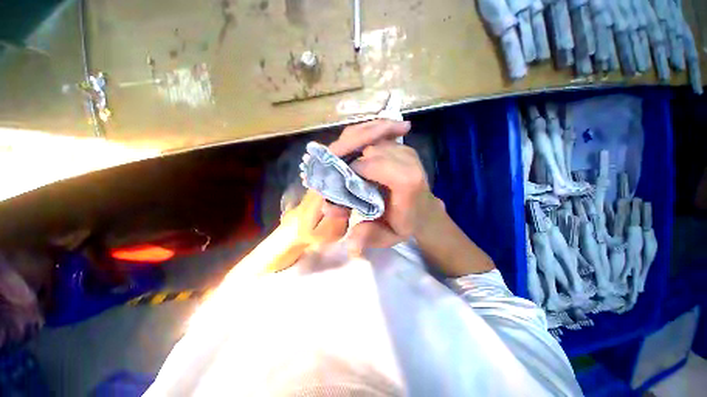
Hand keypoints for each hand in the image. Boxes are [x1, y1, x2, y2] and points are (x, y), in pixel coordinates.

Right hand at [275, 119, 411, 266]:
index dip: (351, 169)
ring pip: (369, 135)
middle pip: (367, 147)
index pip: (372, 165)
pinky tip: (349, 147)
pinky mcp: (400, 145)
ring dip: (348, 143)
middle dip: (344, 154)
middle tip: (329, 166)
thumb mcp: (389, 237)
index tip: (338, 181)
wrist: (424, 209)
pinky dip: (357, 137)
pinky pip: (374, 133)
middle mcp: (407, 159)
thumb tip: (350, 241)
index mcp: (407, 182)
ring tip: (336, 155)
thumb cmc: (406, 223)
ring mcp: (404, 148)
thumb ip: (370, 237)